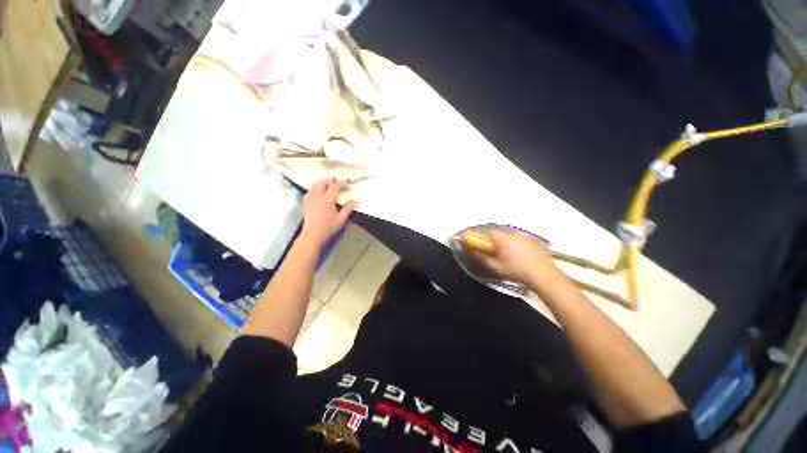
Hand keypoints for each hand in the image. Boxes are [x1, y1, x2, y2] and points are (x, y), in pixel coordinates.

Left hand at [300, 179, 357, 246]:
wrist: (313, 235)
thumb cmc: (328, 227)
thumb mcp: (341, 219)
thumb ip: (348, 209)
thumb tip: (356, 201)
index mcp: (327, 200)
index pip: (335, 186)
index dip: (342, 184)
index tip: (348, 185)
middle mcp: (317, 196)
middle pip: (323, 182)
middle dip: (331, 181)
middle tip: (338, 184)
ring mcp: (310, 199)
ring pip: (315, 185)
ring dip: (323, 183)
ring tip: (329, 186)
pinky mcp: (306, 203)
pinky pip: (310, 190)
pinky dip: (316, 188)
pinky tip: (320, 192)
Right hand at [474, 228, 560, 286]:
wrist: (544, 275)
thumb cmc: (516, 270)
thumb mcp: (495, 267)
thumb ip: (481, 258)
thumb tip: (472, 251)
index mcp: (503, 237)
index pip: (487, 232)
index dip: (482, 238)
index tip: (481, 245)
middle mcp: (513, 232)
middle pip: (499, 232)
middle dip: (494, 239)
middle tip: (494, 250)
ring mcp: (525, 235)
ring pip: (511, 234)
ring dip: (506, 240)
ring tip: (507, 252)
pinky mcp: (535, 239)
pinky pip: (521, 237)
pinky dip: (517, 242)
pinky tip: (520, 253)